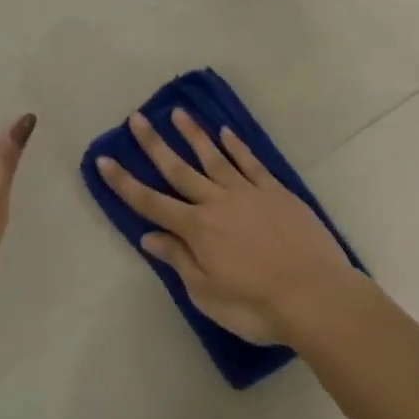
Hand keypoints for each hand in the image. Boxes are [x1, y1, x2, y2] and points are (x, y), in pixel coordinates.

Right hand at [97, 108, 354, 345]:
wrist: (313, 294)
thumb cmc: (255, 305)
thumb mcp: (207, 294)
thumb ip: (179, 260)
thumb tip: (149, 237)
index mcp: (196, 229)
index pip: (151, 202)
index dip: (124, 182)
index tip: (104, 159)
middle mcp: (216, 202)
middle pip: (178, 169)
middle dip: (154, 144)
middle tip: (136, 118)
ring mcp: (247, 192)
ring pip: (213, 157)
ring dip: (193, 135)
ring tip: (177, 113)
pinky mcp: (274, 190)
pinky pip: (250, 162)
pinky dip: (236, 146)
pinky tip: (225, 132)